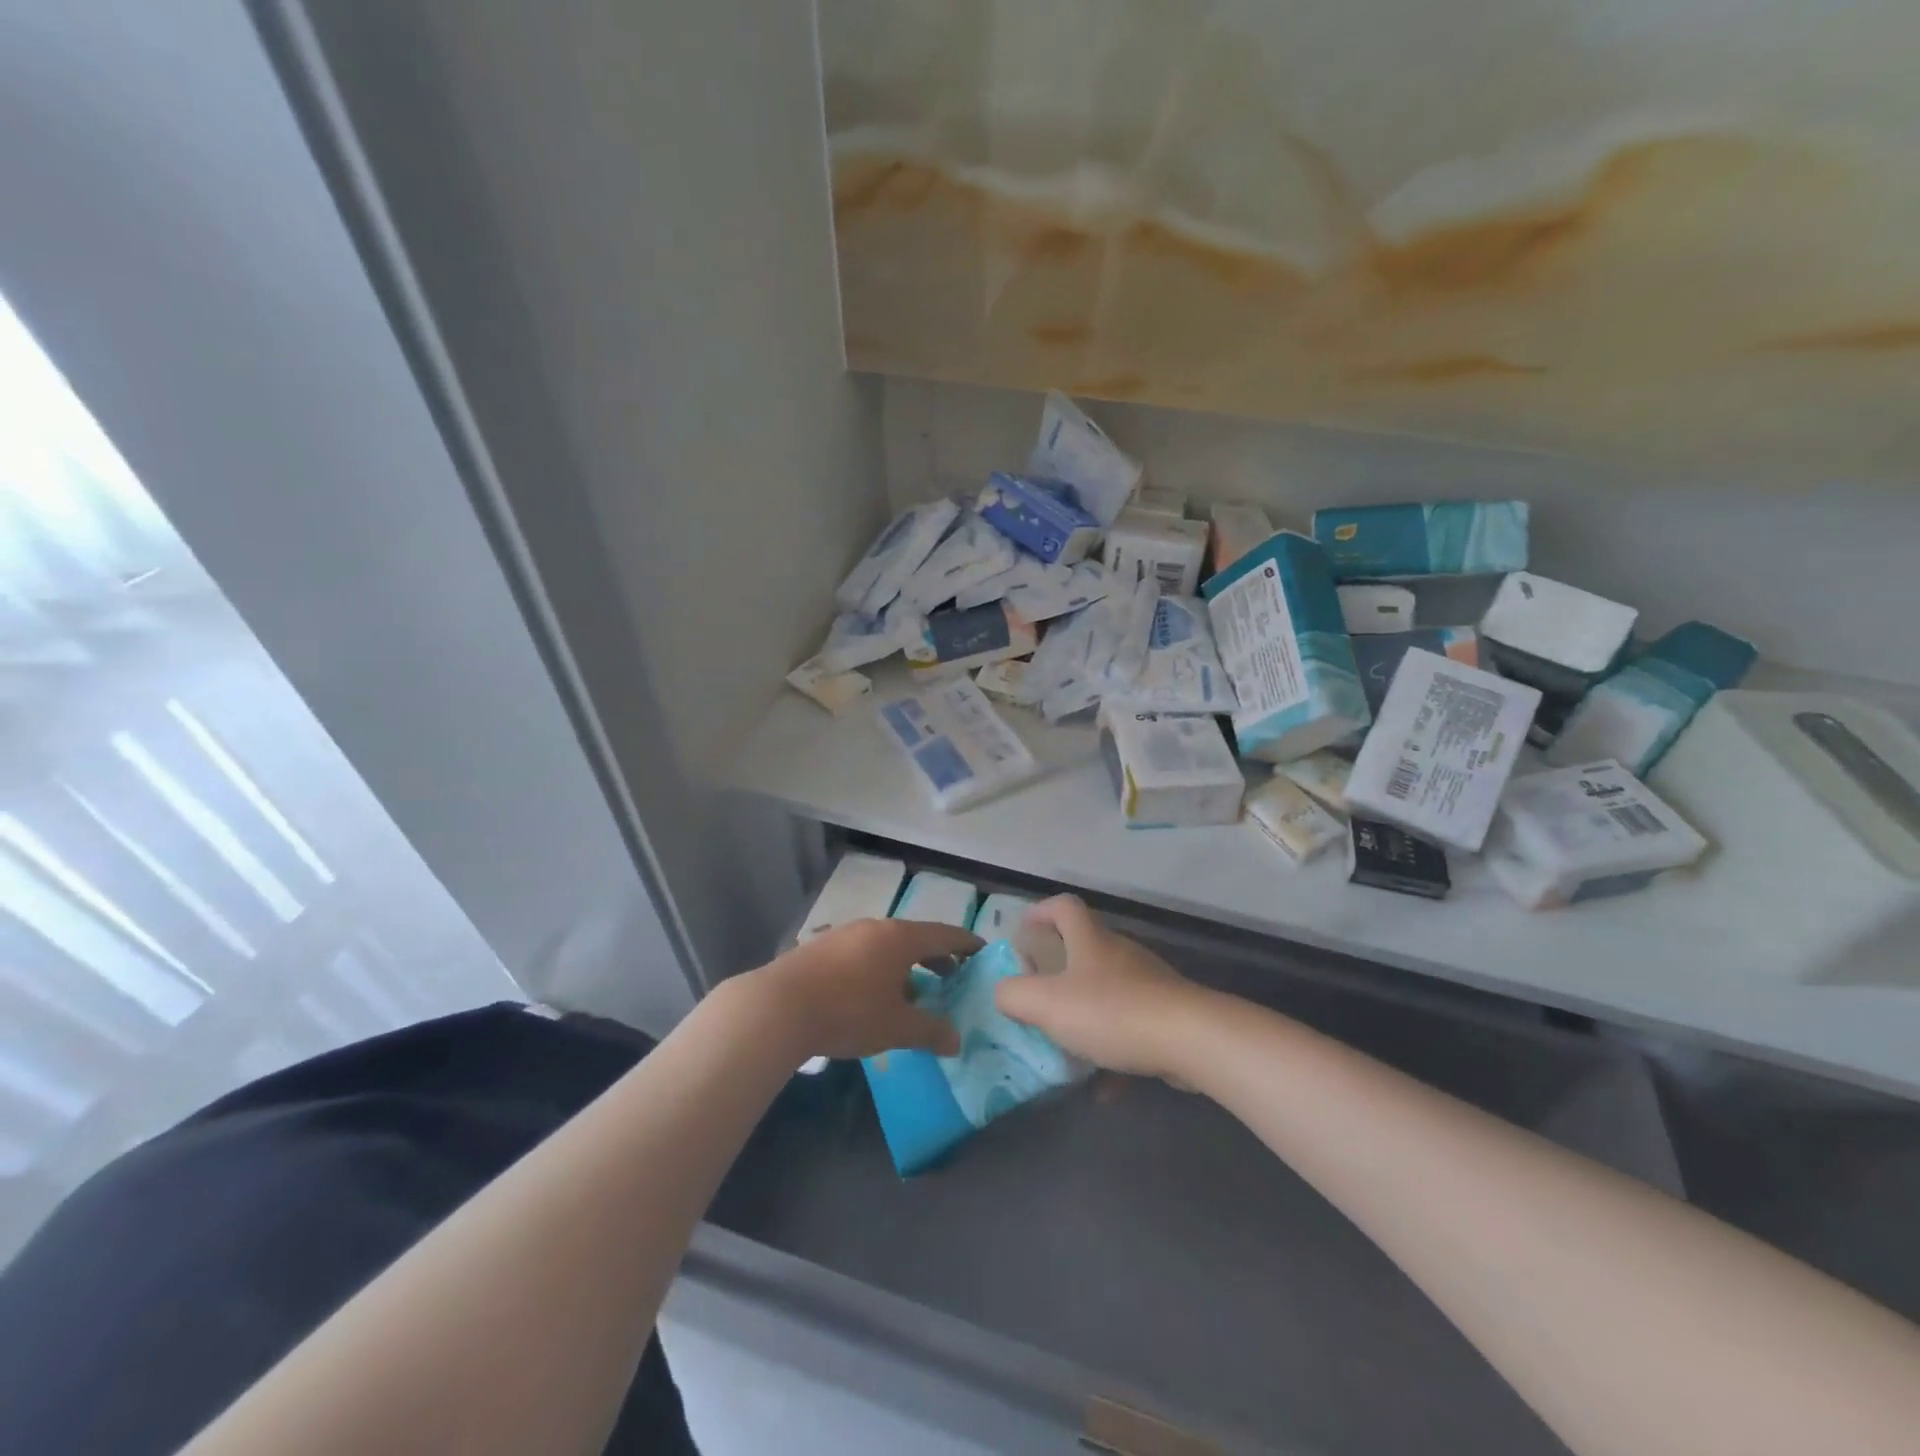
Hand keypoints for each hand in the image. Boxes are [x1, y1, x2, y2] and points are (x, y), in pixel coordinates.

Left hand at [749, 918, 979, 1060]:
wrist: (778, 1007)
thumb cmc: (848, 1011)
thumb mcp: (896, 1027)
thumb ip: (930, 1031)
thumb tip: (956, 1041)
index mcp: (900, 938)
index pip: (944, 934)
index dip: (966, 944)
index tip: (982, 951)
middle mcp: (875, 927)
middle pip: (915, 937)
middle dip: (936, 958)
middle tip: (953, 977)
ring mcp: (845, 935)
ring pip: (887, 946)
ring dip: (906, 966)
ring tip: (914, 994)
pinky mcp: (821, 948)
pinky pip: (863, 953)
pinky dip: (880, 969)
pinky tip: (873, 996)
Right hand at [994, 895, 1204, 1079]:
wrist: (1190, 1039)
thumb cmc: (1112, 1012)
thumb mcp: (1048, 1004)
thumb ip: (1015, 995)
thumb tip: (1005, 992)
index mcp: (1090, 941)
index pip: (1064, 907)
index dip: (1040, 912)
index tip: (1023, 932)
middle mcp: (1119, 954)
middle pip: (1085, 948)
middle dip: (1059, 970)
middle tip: (1038, 995)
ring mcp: (1148, 983)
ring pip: (1108, 991)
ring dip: (1085, 1014)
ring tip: (1067, 1046)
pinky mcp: (1167, 1014)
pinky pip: (1131, 1028)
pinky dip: (1113, 1052)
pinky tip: (1105, 1088)